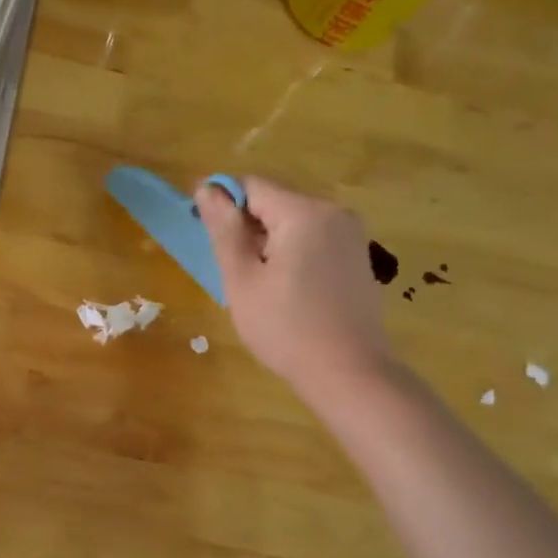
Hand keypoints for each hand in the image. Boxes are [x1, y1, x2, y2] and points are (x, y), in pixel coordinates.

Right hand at [196, 177, 391, 403]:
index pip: (251, 186)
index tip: (201, 230)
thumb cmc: (285, 327)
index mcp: (304, 212)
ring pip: (293, 222)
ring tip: (254, 282)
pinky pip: (313, 240)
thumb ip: (224, 230)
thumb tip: (206, 188)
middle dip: (246, 225)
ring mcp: (350, 235)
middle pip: (275, 202)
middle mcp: (333, 212)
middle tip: (227, 267)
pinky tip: (283, 288)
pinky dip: (290, 253)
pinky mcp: (356, 257)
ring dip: (267, 241)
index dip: (220, 201)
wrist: (348, 372)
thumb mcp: (243, 279)